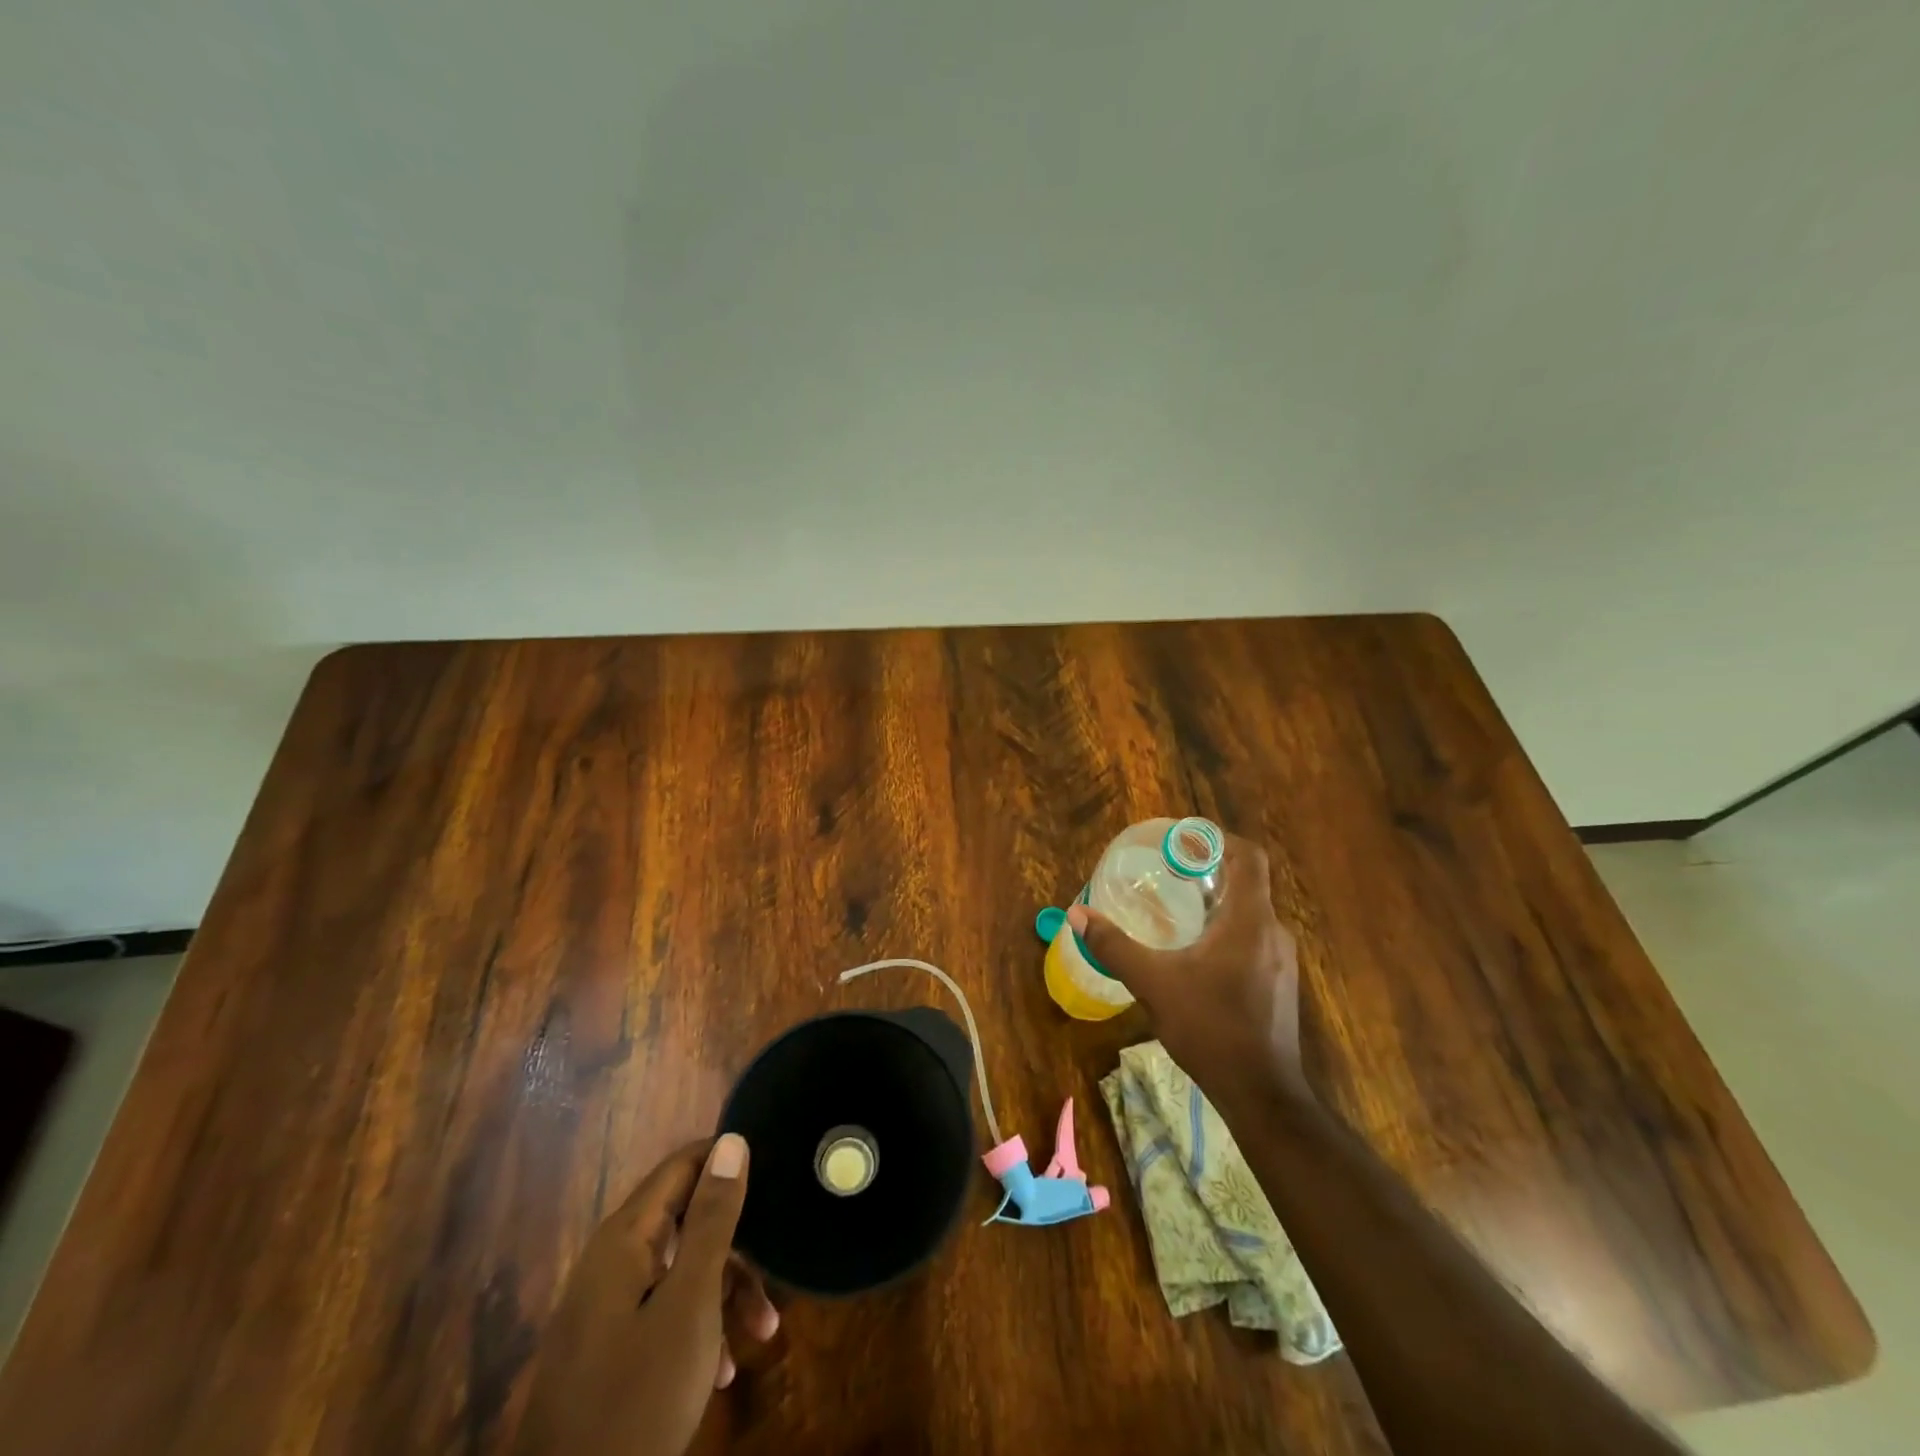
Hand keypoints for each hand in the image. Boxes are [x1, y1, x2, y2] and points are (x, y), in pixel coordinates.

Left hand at [514, 1135, 778, 1455]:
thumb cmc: (637, 1399)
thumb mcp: (690, 1304)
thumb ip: (713, 1219)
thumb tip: (732, 1141)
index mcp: (625, 1238)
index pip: (683, 1165)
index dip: (729, 1162)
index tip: (775, 1175)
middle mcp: (612, 1260)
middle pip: (687, 1219)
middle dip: (737, 1245)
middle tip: (776, 1270)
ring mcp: (606, 1306)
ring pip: (681, 1269)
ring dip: (725, 1293)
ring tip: (763, 1331)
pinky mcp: (608, 1348)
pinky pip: (664, 1310)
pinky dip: (699, 1327)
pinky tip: (723, 1370)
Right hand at [1067, 835, 1308, 1107]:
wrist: (1262, 1094)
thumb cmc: (1210, 1029)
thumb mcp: (1153, 984)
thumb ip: (1114, 946)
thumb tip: (1077, 913)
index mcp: (1250, 921)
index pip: (1248, 857)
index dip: (1219, 839)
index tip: (1185, 839)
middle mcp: (1273, 932)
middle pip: (1247, 883)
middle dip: (1209, 872)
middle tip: (1168, 872)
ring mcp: (1281, 960)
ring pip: (1250, 914)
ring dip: (1217, 904)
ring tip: (1176, 909)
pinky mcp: (1280, 983)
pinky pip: (1253, 939)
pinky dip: (1226, 931)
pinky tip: (1196, 954)